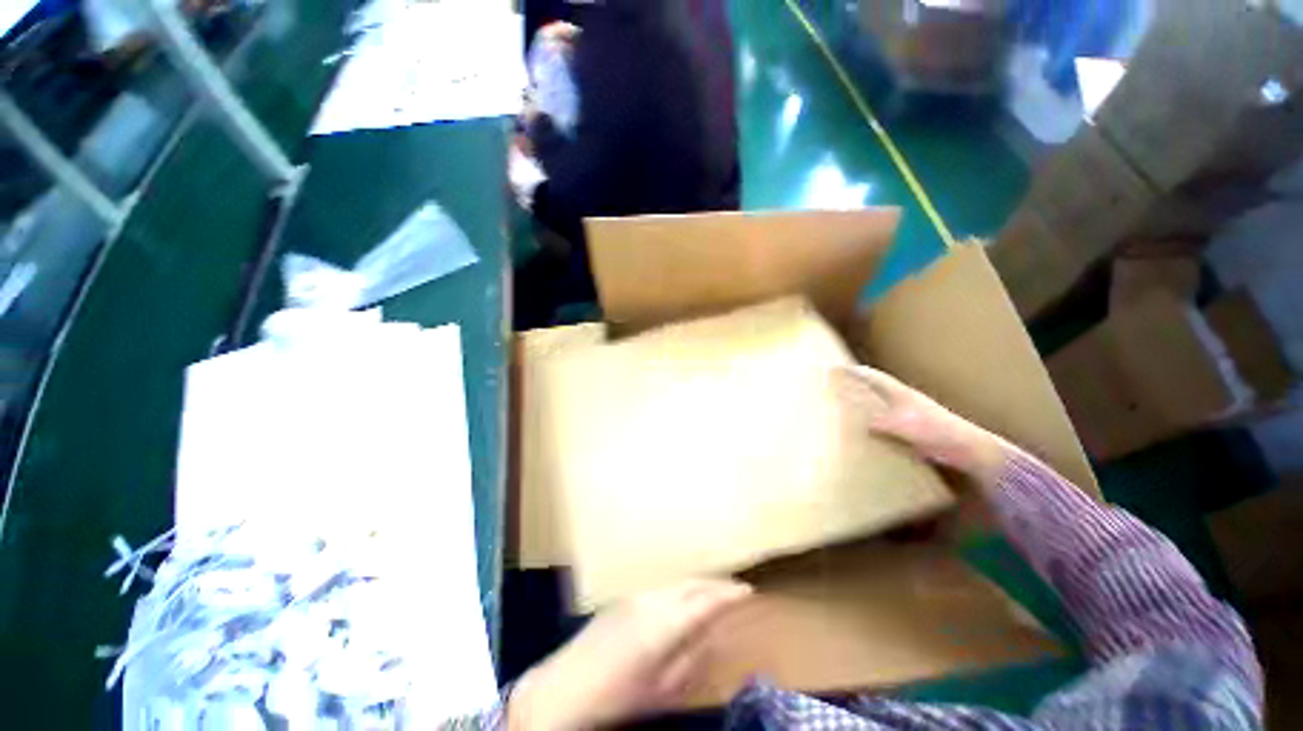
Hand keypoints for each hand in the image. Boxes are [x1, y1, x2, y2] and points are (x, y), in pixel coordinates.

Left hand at [509, 579, 752, 730]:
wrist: (564, 687)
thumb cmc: (618, 696)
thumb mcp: (663, 688)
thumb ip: (692, 660)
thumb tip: (714, 638)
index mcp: (665, 623)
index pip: (706, 600)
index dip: (729, 594)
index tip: (748, 591)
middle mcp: (653, 599)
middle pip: (691, 584)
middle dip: (715, 584)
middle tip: (735, 589)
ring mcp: (636, 595)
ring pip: (676, 584)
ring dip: (697, 586)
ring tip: (712, 594)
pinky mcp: (623, 598)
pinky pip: (660, 589)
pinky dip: (678, 592)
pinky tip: (681, 603)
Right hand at [832, 365, 1008, 487]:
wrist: (969, 448)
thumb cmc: (939, 432)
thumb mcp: (906, 426)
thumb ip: (883, 422)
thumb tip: (859, 422)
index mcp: (901, 393)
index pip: (873, 377)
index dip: (854, 372)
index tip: (834, 368)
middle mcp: (903, 400)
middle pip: (874, 387)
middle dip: (855, 384)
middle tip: (835, 385)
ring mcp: (908, 414)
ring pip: (879, 403)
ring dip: (863, 402)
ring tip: (844, 407)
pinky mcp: (912, 429)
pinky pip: (885, 420)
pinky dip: (872, 421)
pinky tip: (865, 431)